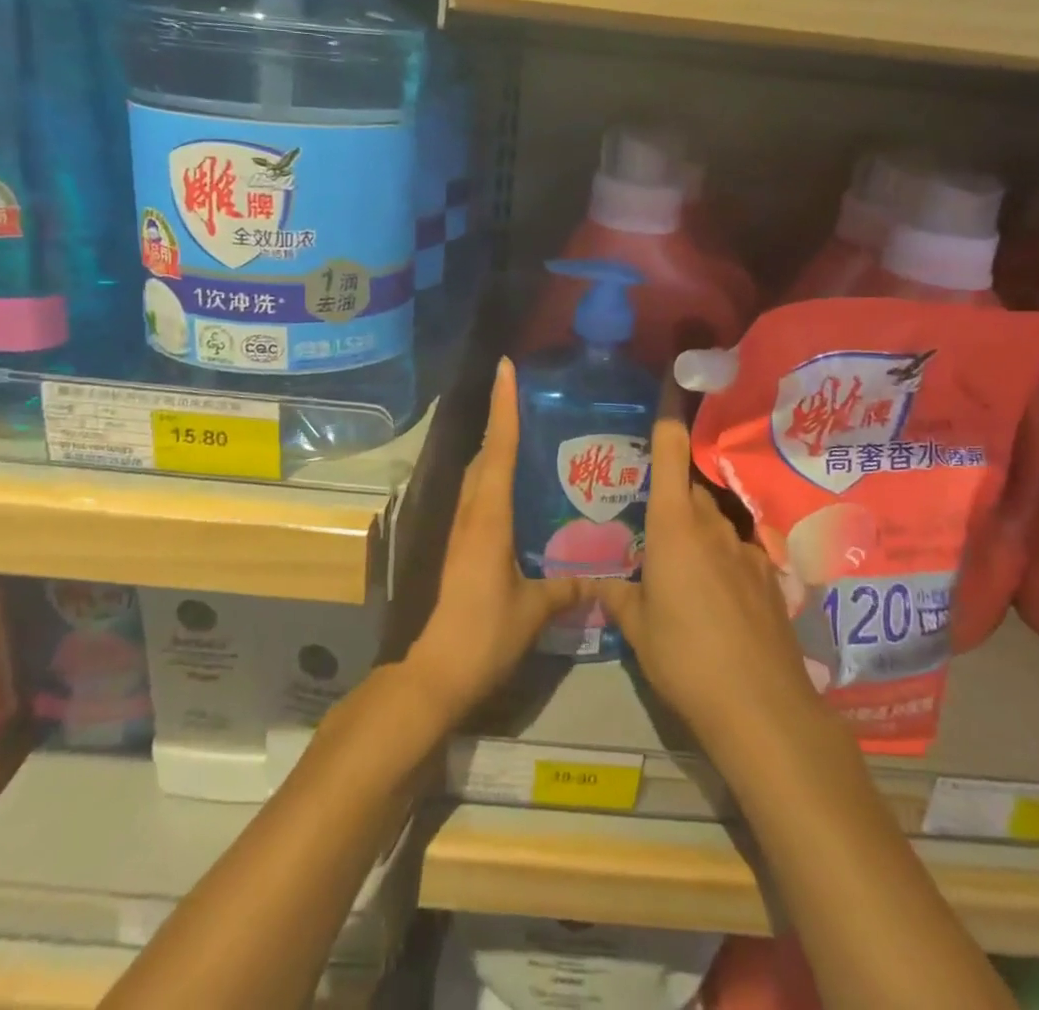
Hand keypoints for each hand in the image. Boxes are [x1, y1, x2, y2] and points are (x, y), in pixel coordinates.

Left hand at [404, 359, 587, 724]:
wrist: (437, 671)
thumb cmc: (485, 632)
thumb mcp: (534, 609)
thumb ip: (566, 586)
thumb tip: (600, 574)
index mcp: (489, 516)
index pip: (498, 448)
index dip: (503, 406)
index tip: (505, 368)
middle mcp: (471, 512)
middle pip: (484, 454)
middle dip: (502, 420)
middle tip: (533, 398)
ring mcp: (462, 529)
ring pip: (479, 474)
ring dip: (497, 448)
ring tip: (531, 435)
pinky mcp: (461, 546)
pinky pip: (480, 496)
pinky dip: (495, 477)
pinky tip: (520, 489)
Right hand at [593, 380, 827, 755]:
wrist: (760, 706)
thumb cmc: (685, 657)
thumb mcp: (638, 628)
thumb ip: (616, 594)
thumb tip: (595, 578)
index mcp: (674, 525)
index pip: (671, 451)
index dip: (668, 413)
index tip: (669, 379)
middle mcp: (712, 525)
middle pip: (689, 489)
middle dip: (670, 495)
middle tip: (647, 516)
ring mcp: (745, 549)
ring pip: (713, 521)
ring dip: (695, 530)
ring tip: (677, 563)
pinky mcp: (767, 577)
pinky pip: (735, 551)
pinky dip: (720, 560)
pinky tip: (714, 599)